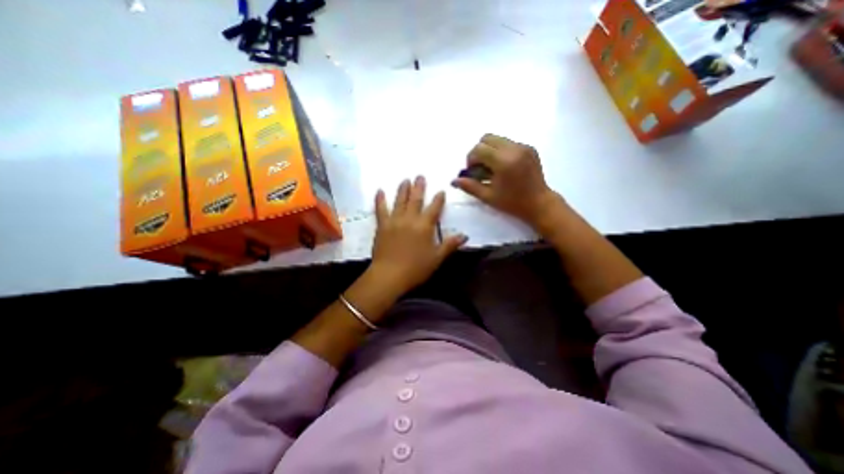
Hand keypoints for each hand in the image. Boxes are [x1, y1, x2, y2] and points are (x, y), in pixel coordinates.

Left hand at [370, 176, 467, 298]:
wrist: (390, 275)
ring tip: (405, 180)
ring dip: (403, 189)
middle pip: (416, 200)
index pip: (434, 208)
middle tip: (420, 176)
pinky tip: (379, 191)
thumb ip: (450, 245)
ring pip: (400, 201)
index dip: (438, 199)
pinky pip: (380, 209)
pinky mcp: (382, 225)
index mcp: (425, 226)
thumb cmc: (416, 268)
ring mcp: (395, 220)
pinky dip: (380, 200)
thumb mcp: (437, 258)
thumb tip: (465, 236)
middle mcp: (410, 219)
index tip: (440, 191)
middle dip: (419, 187)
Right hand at [451, 134, 562, 229]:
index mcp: (504, 162)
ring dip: (489, 150)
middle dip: (479, 151)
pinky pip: (508, 143)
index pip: (479, 149)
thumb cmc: (512, 203)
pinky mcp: (529, 148)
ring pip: (498, 139)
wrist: (539, 203)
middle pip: (487, 138)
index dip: (471, 159)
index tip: (473, 172)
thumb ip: (470, 186)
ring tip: (492, 168)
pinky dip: (500, 151)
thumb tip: (453, 181)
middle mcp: (514, 149)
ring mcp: (523, 147)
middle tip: (480, 168)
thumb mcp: (488, 197)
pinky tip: (503, 167)